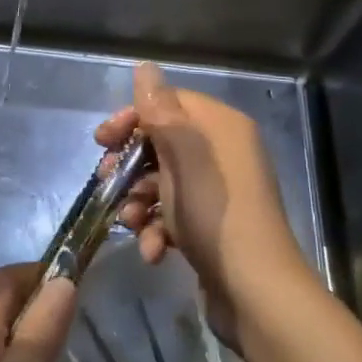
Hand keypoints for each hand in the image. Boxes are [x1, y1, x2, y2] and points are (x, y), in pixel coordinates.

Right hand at [99, 62, 309, 342]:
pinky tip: (152, 251)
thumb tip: (144, 67)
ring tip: (131, 223)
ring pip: (163, 182)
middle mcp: (223, 152)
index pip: (168, 102)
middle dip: (130, 165)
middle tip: (105, 181)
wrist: (257, 294)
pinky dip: (158, 229)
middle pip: (162, 143)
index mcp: (221, 126)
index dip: (133, 118)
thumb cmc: (216, 214)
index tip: (103, 141)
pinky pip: (175, 213)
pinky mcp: (213, 226)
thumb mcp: (184, 155)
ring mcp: (219, 191)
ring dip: (140, 201)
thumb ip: (161, 109)